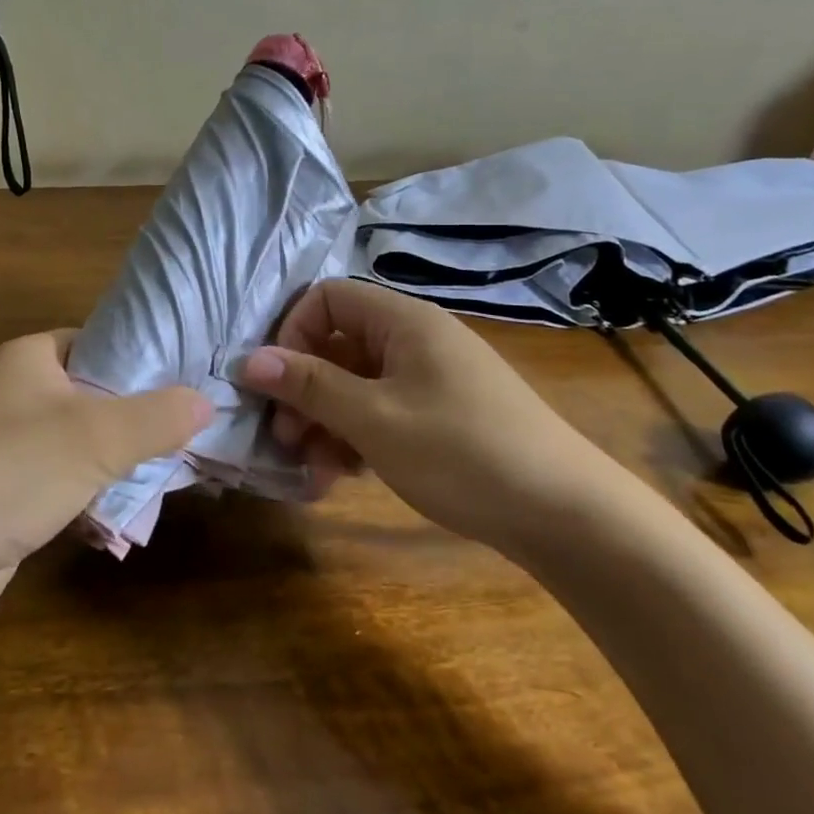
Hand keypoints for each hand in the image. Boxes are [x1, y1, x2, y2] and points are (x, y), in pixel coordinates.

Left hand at [0, 331, 209, 621]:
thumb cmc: (13, 470)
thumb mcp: (99, 436)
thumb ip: (158, 416)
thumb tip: (206, 401)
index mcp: (27, 357)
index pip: (98, 342)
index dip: (142, 358)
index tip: (187, 380)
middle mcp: (11, 390)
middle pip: (91, 393)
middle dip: (135, 416)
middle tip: (186, 431)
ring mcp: (1, 441)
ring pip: (76, 440)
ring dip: (114, 458)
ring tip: (166, 470)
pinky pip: (57, 477)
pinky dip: (86, 489)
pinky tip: (120, 511)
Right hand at [239, 279, 614, 549]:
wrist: (565, 514)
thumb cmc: (461, 452)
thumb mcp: (373, 419)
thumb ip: (309, 386)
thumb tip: (247, 360)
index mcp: (403, 321)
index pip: (327, 298)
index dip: (292, 333)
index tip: (276, 382)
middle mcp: (415, 340)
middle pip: (338, 345)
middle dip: (303, 389)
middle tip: (285, 438)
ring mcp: (430, 379)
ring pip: (356, 385)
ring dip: (325, 422)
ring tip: (313, 469)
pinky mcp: (441, 415)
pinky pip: (382, 411)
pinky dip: (356, 437)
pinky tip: (344, 477)